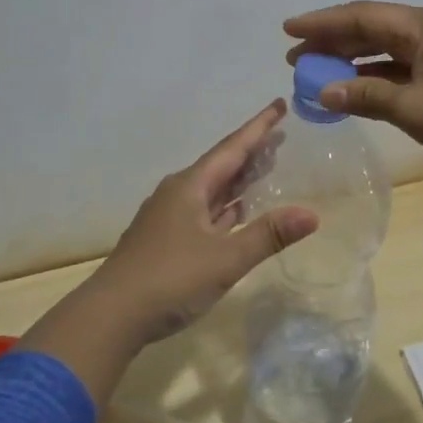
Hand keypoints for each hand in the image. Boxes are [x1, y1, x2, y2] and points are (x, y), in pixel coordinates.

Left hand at [19, 102, 317, 405]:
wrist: (110, 317)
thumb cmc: (169, 279)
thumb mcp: (225, 258)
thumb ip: (268, 235)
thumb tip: (312, 214)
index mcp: (190, 187)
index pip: (232, 147)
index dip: (259, 127)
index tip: (279, 104)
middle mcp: (178, 194)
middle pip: (222, 164)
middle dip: (252, 150)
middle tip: (281, 136)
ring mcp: (169, 218)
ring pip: (212, 189)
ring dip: (239, 179)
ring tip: (267, 167)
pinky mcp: (166, 241)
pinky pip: (205, 211)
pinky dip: (227, 206)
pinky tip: (239, 211)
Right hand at [286, 1, 422, 265]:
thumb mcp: (413, 107)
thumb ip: (365, 95)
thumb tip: (322, 91)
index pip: (361, 16)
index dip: (322, 22)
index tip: (287, 29)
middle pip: (371, 29)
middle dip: (332, 42)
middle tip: (294, 58)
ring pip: (385, 51)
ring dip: (351, 61)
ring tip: (313, 74)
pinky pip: (400, 70)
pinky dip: (373, 79)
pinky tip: (350, 90)